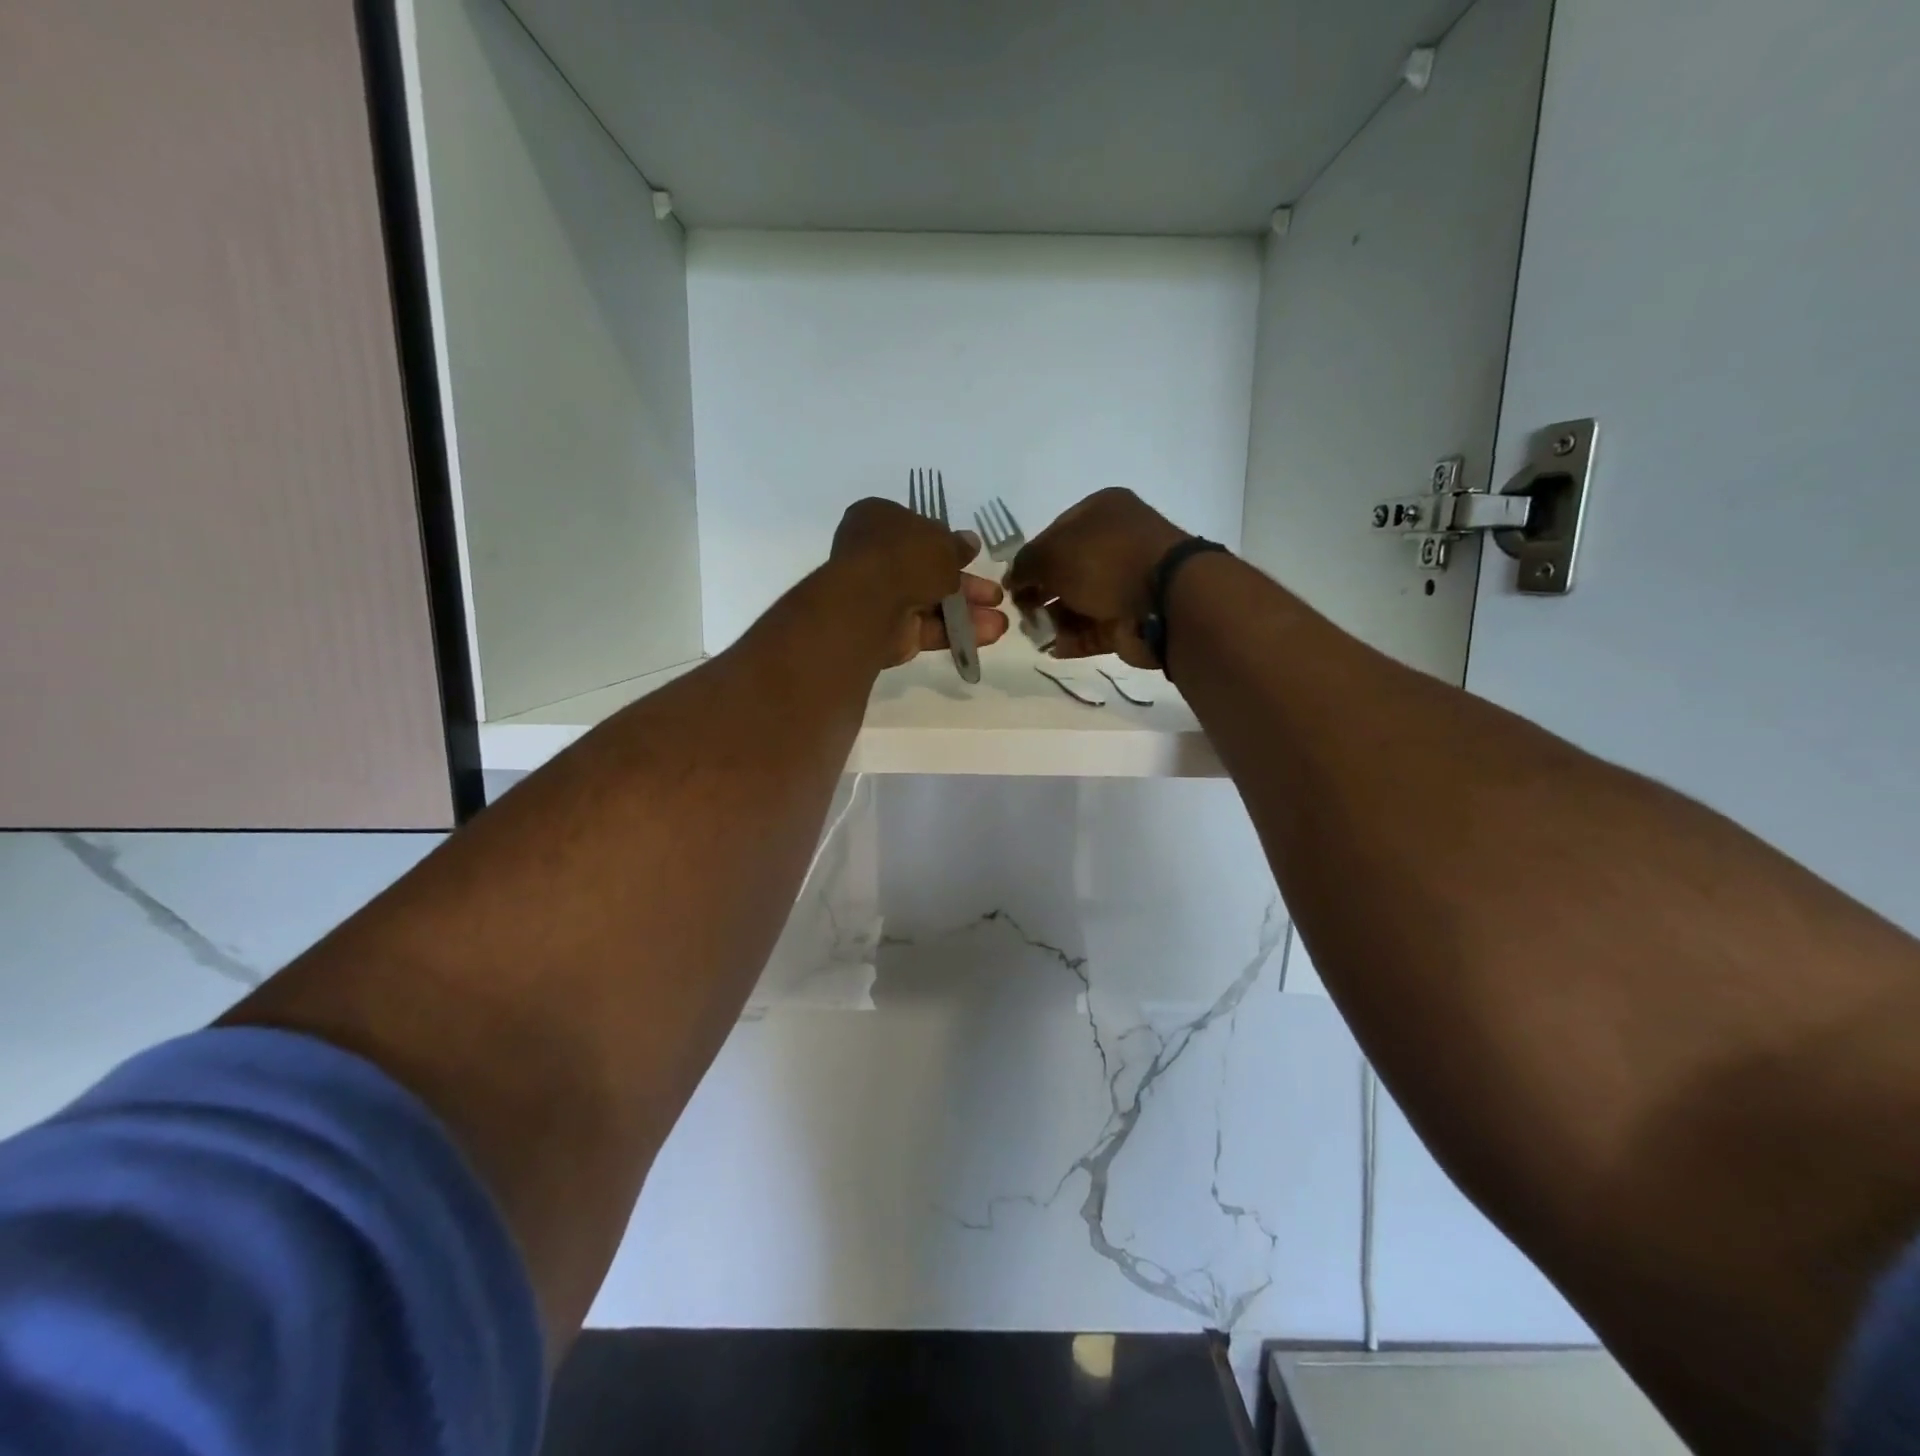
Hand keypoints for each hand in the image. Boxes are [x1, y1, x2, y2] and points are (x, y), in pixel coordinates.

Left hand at [831, 498, 1009, 665]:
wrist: (870, 603)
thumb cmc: (904, 556)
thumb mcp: (942, 542)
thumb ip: (958, 546)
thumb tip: (970, 543)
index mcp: (879, 521)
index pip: (916, 530)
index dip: (946, 543)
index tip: (973, 556)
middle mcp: (877, 557)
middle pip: (928, 570)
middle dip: (966, 584)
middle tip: (995, 594)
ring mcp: (881, 596)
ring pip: (931, 602)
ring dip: (967, 611)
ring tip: (1001, 621)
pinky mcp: (889, 631)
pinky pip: (928, 628)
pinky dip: (957, 631)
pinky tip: (990, 634)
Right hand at [1005, 488, 1188, 666]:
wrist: (1163, 600)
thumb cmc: (1104, 560)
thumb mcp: (1052, 552)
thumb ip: (1025, 564)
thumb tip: (1015, 581)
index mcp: (1102, 512)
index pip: (1055, 533)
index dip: (1031, 558)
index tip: (1013, 583)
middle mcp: (1116, 543)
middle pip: (1067, 570)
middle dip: (1041, 592)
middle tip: (1023, 610)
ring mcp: (1126, 582)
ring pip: (1079, 602)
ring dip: (1053, 619)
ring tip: (1035, 632)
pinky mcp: (1130, 618)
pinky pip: (1094, 629)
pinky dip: (1073, 639)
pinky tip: (1054, 648)